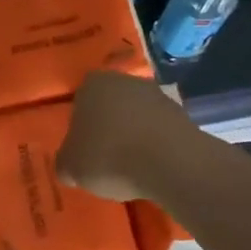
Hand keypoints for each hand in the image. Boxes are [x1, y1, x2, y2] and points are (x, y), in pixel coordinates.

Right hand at [57, 71, 195, 201]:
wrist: (171, 164)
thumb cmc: (109, 156)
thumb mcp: (70, 167)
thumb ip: (66, 162)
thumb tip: (70, 166)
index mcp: (93, 84)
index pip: (80, 99)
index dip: (79, 124)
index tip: (81, 147)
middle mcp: (126, 81)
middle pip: (111, 105)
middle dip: (107, 127)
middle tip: (102, 157)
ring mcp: (159, 96)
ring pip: (137, 117)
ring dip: (133, 136)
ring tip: (129, 167)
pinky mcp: (184, 116)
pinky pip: (159, 132)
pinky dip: (154, 146)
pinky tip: (151, 169)